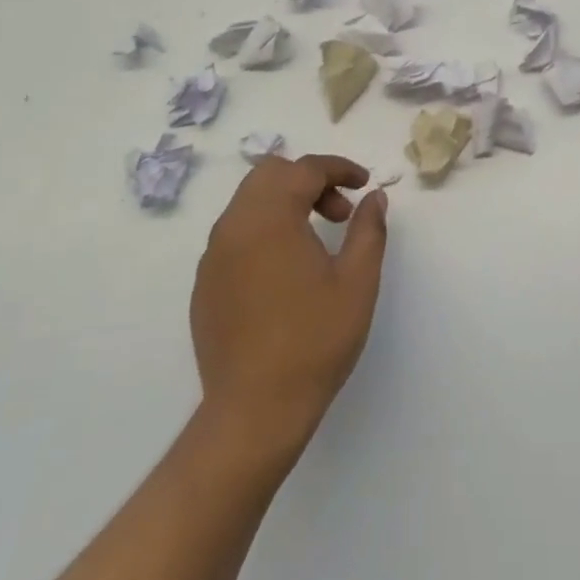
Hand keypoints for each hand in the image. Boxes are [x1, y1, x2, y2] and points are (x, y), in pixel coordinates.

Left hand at [190, 155, 387, 461]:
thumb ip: (368, 229)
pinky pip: (234, 234)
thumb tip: (374, 197)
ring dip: (285, 203)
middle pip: (269, 174)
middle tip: (339, 213)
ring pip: (248, 202)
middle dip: (308, 180)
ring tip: (316, 241)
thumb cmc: (314, 341)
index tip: (364, 184)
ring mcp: (213, 256)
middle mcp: (234, 226)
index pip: (304, 169)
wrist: (255, 411)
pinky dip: (263, 230)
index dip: (339, 168)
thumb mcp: (357, 282)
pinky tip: (285, 271)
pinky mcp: (205, 284)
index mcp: (270, 218)